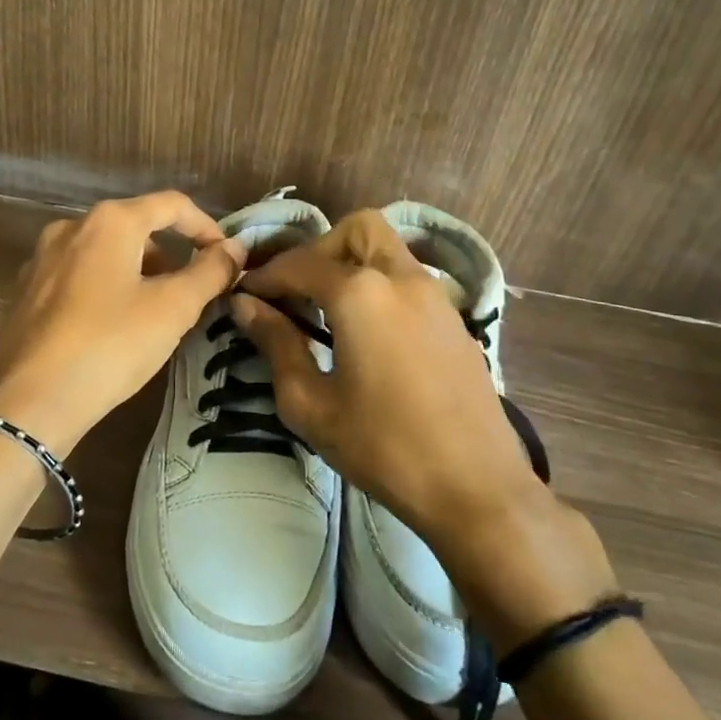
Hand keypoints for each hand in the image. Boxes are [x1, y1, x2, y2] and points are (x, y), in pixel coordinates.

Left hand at [0, 192, 245, 455]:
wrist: (25, 404)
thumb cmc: (109, 346)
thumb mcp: (172, 309)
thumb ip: (209, 272)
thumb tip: (235, 249)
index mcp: (109, 222)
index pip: (171, 205)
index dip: (206, 227)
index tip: (226, 260)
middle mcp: (71, 228)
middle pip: (136, 227)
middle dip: (172, 255)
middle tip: (194, 294)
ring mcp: (43, 259)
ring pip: (107, 253)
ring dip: (141, 274)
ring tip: (158, 315)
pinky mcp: (27, 291)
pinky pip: (80, 276)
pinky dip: (108, 288)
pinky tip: (115, 328)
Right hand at [233, 210, 616, 645]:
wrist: (475, 488)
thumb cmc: (382, 447)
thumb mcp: (310, 403)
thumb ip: (275, 344)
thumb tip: (245, 306)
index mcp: (361, 294)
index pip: (300, 264)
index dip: (266, 277)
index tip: (244, 296)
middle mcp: (401, 278)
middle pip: (356, 231)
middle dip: (319, 250)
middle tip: (296, 293)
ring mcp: (436, 296)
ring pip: (388, 250)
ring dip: (352, 264)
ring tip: (327, 311)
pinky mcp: (455, 319)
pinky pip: (409, 279)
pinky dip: (380, 285)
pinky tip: (367, 332)